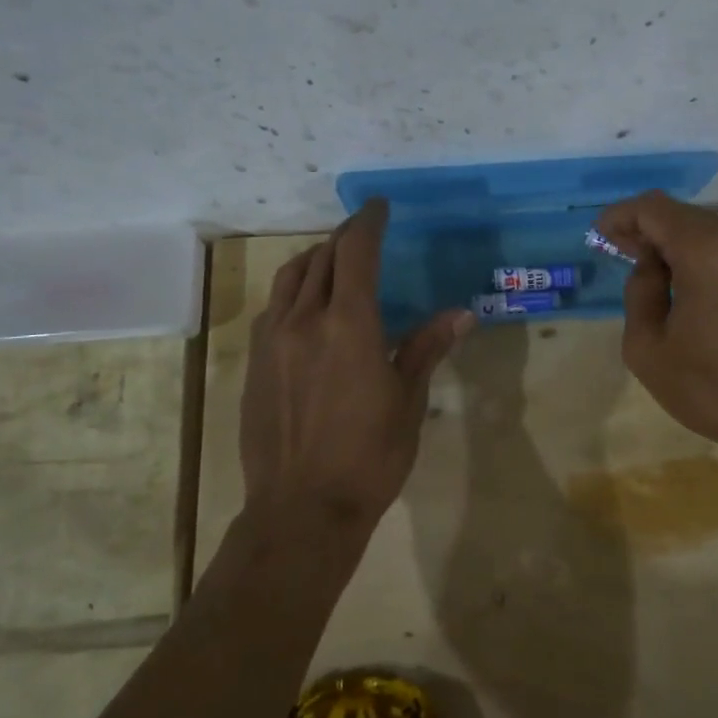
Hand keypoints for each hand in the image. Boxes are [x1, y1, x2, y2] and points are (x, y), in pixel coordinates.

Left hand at [240, 199, 472, 534]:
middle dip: (344, 238)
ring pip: (290, 278)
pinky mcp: (255, 363)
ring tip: (333, 259)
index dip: (368, 223)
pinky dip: (293, 291)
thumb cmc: (369, 457)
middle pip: (321, 258)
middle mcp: (305, 320)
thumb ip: (427, 348)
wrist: (301, 510)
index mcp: (349, 325)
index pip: (356, 253)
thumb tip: (462, 314)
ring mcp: (272, 341)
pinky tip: (306, 307)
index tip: (379, 207)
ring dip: (314, 258)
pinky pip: (273, 308)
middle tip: (363, 233)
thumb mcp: (407, 401)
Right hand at [596, 191, 717, 472]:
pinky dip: (706, 258)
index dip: (621, 216)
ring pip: (710, 232)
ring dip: (678, 245)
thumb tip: (652, 266)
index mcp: (708, 249)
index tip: (600, 236)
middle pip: (683, 216)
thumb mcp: (647, 348)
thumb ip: (639, 292)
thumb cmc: (714, 389)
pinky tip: (693, 289)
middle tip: (621, 253)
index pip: (653, 208)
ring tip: (656, 276)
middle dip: (648, 230)